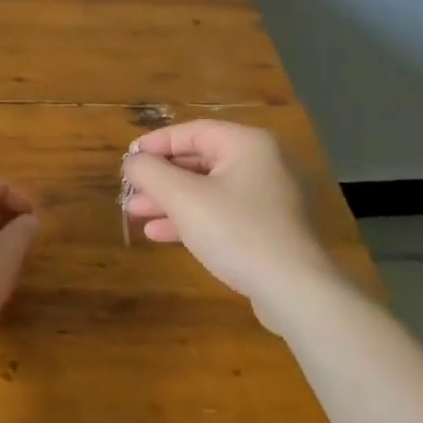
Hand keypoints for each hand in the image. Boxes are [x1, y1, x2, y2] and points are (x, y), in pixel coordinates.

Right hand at [121, 121, 346, 316]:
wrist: (295, 291)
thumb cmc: (237, 232)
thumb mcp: (184, 198)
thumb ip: (151, 173)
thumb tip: (132, 161)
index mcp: (247, 144)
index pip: (192, 131)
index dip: (155, 144)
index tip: (127, 160)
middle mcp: (261, 163)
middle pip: (199, 160)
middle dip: (160, 177)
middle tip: (129, 190)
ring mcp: (266, 198)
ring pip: (207, 190)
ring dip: (170, 200)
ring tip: (135, 213)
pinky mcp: (266, 229)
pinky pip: (220, 213)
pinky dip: (190, 219)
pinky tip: (160, 234)